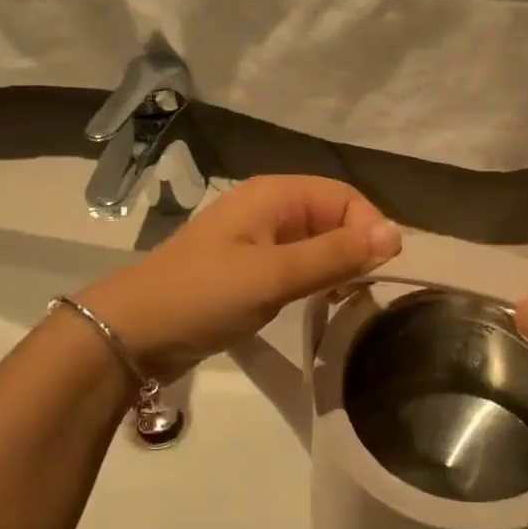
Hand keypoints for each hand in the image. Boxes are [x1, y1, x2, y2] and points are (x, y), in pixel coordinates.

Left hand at [78, 176, 401, 381]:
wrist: (131, 334)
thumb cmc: (203, 295)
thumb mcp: (273, 275)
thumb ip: (333, 255)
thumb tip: (396, 235)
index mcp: (272, 194)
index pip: (343, 197)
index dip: (367, 228)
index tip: (378, 273)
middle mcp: (267, 209)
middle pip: (331, 217)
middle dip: (355, 247)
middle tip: (366, 292)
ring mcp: (254, 240)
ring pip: (314, 243)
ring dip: (336, 266)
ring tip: (349, 301)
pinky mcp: (246, 271)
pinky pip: (295, 265)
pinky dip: (314, 280)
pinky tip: (320, 305)